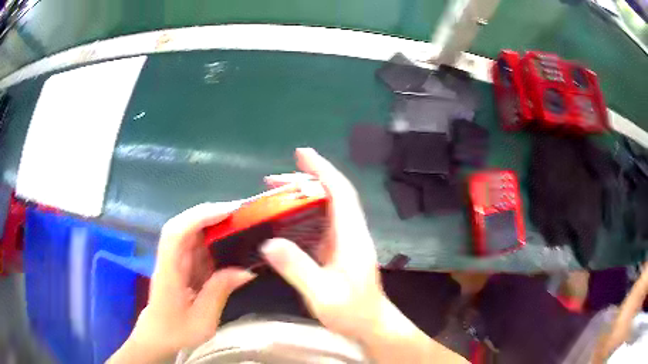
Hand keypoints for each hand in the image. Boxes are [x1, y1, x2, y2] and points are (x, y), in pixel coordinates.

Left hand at [111, 202, 254, 362]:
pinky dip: (213, 240)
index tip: (228, 212)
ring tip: (240, 223)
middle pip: (183, 225)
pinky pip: (197, 246)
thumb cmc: (177, 331)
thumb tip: (246, 270)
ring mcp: (174, 260)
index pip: (177, 233)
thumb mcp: (202, 320)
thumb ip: (219, 292)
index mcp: (169, 271)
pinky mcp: (181, 264)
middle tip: (241, 213)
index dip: (200, 217)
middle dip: (210, 214)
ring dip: (214, 224)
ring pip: (191, 232)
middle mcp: (170, 259)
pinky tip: (230, 242)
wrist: (158, 336)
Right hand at [262, 149, 466, 363]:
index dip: (323, 170)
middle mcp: (350, 232)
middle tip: (272, 180)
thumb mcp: (322, 294)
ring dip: (301, 196)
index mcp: (351, 237)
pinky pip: (319, 223)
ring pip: (325, 207)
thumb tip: (269, 243)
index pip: (340, 193)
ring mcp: (345, 240)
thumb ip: (298, 269)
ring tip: (273, 193)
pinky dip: (302, 213)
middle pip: (331, 195)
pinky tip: (284, 219)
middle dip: (304, 180)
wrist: (370, 324)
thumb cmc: (352, 312)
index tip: (302, 154)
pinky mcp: (338, 249)